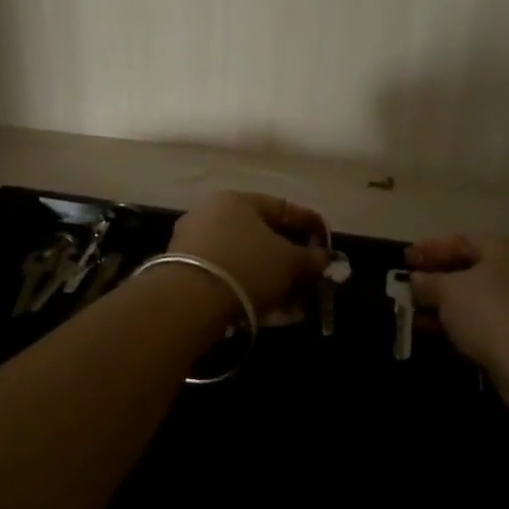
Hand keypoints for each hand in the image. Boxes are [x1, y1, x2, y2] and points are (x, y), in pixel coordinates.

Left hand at [169, 192, 328, 318]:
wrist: (187, 302)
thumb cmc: (246, 267)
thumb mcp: (289, 262)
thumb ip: (311, 258)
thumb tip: (323, 259)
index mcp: (237, 200)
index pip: (283, 208)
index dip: (310, 225)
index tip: (327, 244)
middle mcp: (211, 212)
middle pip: (261, 234)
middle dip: (289, 257)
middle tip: (308, 277)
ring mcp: (193, 241)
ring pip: (244, 257)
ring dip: (270, 277)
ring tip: (290, 302)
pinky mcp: (181, 270)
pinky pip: (226, 274)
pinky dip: (247, 287)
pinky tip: (264, 309)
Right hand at [407, 234, 508, 376]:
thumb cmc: (489, 313)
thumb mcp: (448, 291)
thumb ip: (428, 281)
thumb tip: (415, 279)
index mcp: (507, 248)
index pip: (462, 240)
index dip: (430, 249)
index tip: (404, 260)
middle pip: (471, 268)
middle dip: (437, 278)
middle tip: (410, 286)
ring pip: (478, 297)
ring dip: (447, 304)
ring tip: (416, 313)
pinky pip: (487, 319)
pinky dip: (463, 322)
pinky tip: (439, 332)